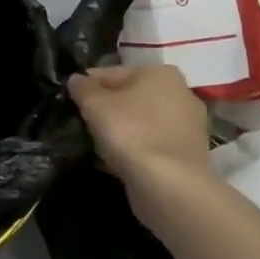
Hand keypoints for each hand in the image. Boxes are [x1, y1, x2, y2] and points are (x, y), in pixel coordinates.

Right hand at [67, 65, 211, 208]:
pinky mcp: (188, 155)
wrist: (169, 186)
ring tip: (95, 146)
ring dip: (119, 131)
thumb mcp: (94, 103)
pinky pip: (151, 145)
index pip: (111, 73)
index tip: (70, 102)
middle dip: (106, 109)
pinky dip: (134, 150)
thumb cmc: (130, 132)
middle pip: (129, 97)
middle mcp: (181, 93)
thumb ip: (81, 87)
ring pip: (140, 122)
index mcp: (160, 72)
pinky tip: (114, 162)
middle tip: (82, 124)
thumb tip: (76, 80)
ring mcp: (188, 126)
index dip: (87, 86)